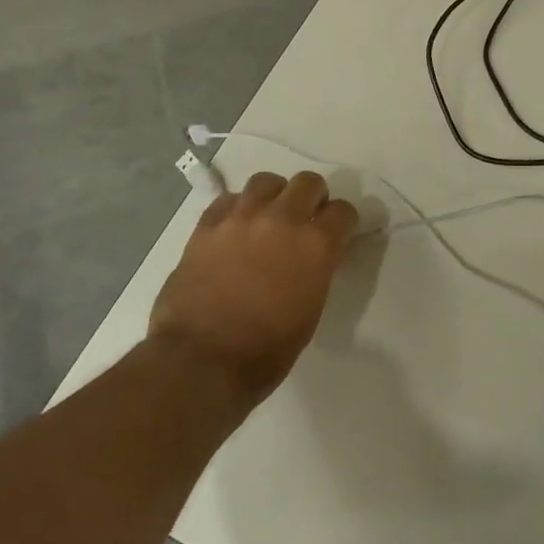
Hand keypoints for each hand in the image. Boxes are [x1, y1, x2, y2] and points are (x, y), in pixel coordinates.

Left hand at [148, 171, 360, 409]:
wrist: (200, 361)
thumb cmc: (265, 351)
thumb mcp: (310, 311)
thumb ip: (317, 270)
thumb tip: (315, 255)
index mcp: (315, 245)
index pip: (343, 211)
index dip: (343, 223)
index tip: (338, 234)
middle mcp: (282, 219)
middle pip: (309, 182)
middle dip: (313, 198)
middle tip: (305, 221)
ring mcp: (242, 217)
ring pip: (267, 181)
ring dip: (275, 196)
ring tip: (268, 218)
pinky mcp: (208, 224)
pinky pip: (229, 199)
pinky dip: (238, 209)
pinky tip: (235, 229)